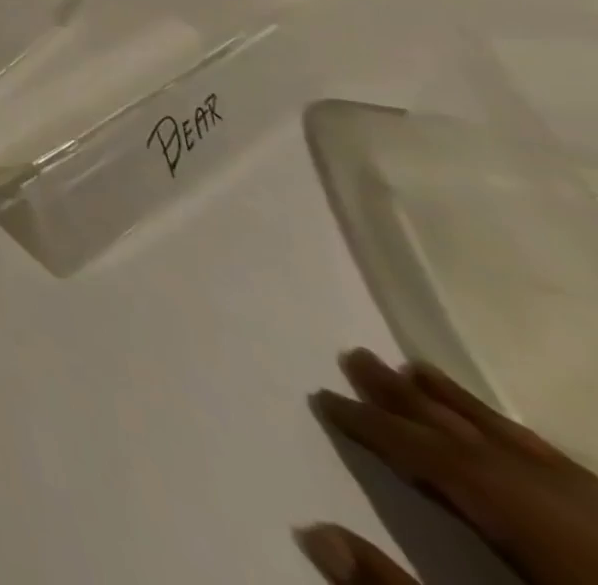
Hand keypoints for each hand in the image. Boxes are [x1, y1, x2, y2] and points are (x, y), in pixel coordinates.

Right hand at [298, 348, 597, 584]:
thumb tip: (318, 534)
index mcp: (536, 527)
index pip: (437, 459)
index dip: (375, 427)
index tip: (326, 398)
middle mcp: (575, 510)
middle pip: (480, 442)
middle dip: (413, 400)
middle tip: (356, 355)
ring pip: (527, 449)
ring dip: (465, 408)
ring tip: (418, 369)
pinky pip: (569, 471)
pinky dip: (521, 443)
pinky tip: (509, 436)